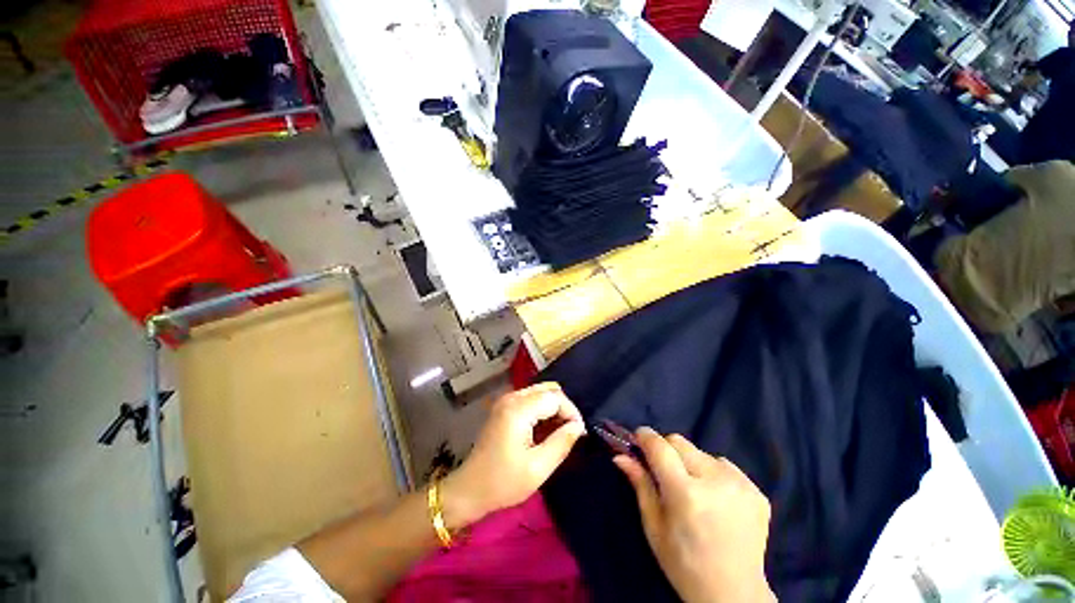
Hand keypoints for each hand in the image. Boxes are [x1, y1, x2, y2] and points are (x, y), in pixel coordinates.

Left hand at [443, 383, 584, 528]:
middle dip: (564, 407)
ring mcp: (506, 400)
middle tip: (571, 431)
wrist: (470, 489)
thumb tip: (578, 426)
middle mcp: (512, 397)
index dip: (571, 412)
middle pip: (548, 389)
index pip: (555, 397)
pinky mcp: (504, 407)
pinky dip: (543, 409)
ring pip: (540, 392)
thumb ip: (561, 443)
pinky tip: (545, 428)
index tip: (579, 433)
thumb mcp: (538, 468)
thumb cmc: (503, 482)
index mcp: (518, 410)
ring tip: (560, 431)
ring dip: (554, 407)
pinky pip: (530, 398)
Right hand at [614, 428, 774, 602]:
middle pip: (679, 442)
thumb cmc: (684, 564)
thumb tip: (620, 455)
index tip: (637, 438)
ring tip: (694, 490)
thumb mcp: (654, 526)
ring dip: (691, 463)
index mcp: (686, 494)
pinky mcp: (757, 492)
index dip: (645, 437)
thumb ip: (640, 484)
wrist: (735, 595)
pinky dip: (713, 474)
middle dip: (667, 451)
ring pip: (701, 452)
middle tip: (665, 474)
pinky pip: (724, 466)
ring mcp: (741, 485)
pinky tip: (715, 499)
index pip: (660, 446)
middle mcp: (715, 482)